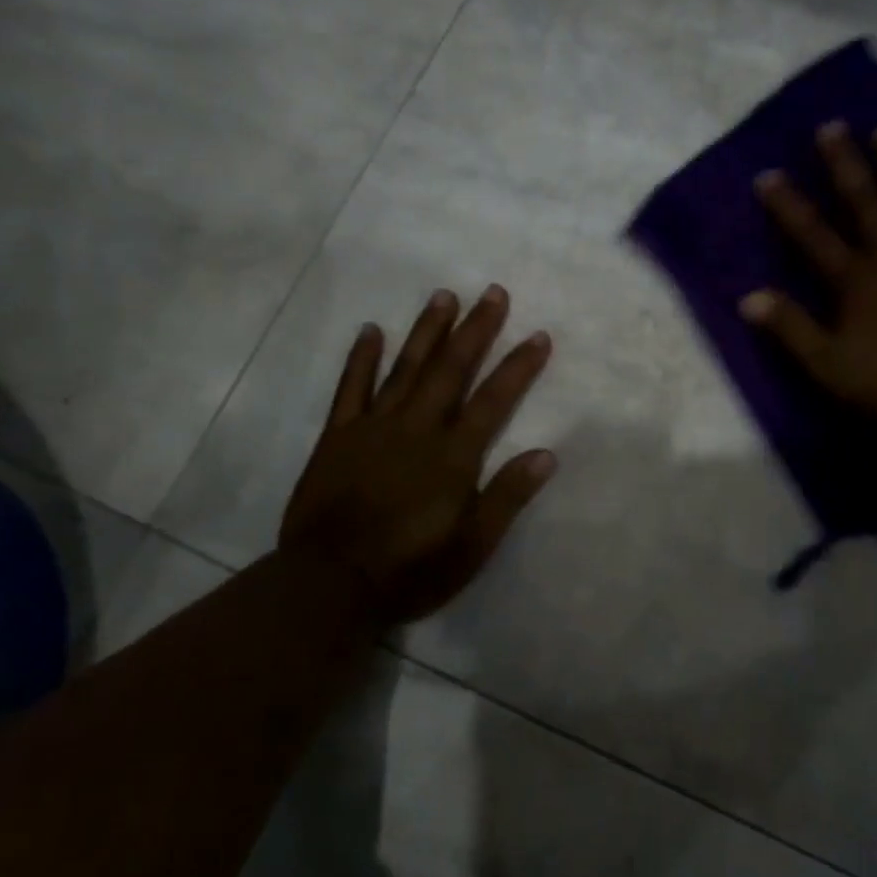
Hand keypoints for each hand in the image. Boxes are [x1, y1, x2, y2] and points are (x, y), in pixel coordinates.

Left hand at [279, 286, 556, 626]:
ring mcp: (373, 428)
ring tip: (444, 295)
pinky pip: (350, 389)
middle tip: (493, 292)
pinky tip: (371, 330)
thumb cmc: (410, 570)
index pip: (494, 400)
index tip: (538, 335)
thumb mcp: (472, 546)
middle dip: (476, 330)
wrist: (330, 584)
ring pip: (405, 368)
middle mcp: (417, 430)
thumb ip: (507, 497)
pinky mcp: (337, 437)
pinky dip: (361, 358)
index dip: (518, 367)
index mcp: (453, 457)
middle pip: (451, 370)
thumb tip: (546, 454)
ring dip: (427, 330)